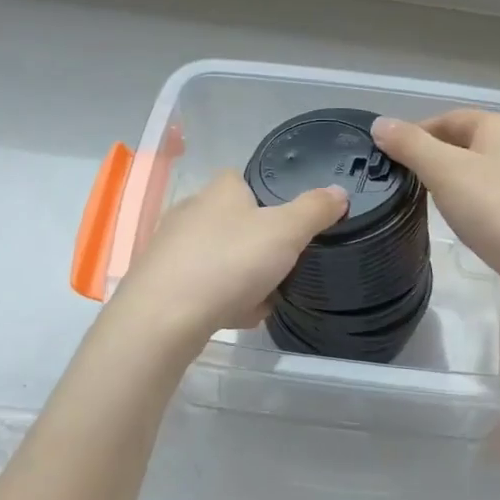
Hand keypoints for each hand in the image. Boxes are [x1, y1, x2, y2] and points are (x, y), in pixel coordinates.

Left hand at [105, 170, 347, 346]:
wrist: (164, 317)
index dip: (272, 201)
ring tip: (265, 300)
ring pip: (222, 259)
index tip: (291, 227)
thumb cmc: (229, 262)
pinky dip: (223, 300)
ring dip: (245, 279)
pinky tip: (237, 318)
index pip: (247, 181)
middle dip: (261, 248)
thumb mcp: (286, 232)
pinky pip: (204, 287)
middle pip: (237, 224)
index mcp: (219, 190)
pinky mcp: (161, 282)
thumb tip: (338, 192)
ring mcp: (172, 248)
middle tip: (284, 268)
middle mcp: (191, 211)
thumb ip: (315, 210)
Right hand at [372, 110, 499, 305]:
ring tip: (422, 201)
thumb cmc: (495, 209)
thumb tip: (380, 123)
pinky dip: (467, 203)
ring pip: (473, 172)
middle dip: (429, 158)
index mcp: (498, 126)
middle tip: (400, 181)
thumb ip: (410, 145)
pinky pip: (487, 197)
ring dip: (447, 182)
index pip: (446, 119)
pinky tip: (456, 220)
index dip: (414, 134)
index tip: (387, 158)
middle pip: (461, 143)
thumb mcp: (444, 171)